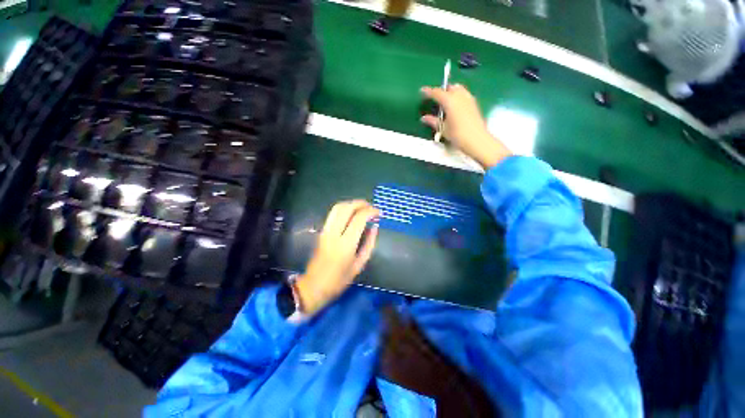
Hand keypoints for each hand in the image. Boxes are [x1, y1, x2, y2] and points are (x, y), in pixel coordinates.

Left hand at [295, 200, 379, 315]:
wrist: (314, 286)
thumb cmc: (339, 280)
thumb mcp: (359, 264)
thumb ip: (369, 243)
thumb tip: (374, 227)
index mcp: (346, 244)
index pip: (359, 218)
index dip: (370, 211)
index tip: (379, 212)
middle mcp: (334, 233)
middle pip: (347, 208)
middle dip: (361, 203)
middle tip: (371, 207)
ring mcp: (326, 231)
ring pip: (338, 208)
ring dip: (351, 204)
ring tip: (362, 208)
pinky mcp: (322, 231)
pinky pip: (333, 214)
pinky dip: (345, 209)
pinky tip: (352, 214)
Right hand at [420, 84, 511, 168]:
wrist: (477, 140)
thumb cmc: (458, 135)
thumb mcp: (443, 129)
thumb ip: (433, 121)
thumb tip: (423, 118)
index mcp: (450, 101)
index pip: (437, 92)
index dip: (428, 92)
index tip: (422, 91)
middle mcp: (460, 96)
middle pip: (449, 87)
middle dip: (441, 90)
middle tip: (435, 98)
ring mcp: (469, 99)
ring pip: (458, 89)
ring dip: (450, 92)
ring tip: (445, 101)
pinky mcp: (474, 104)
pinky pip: (464, 94)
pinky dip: (457, 96)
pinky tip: (455, 106)